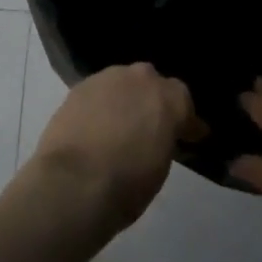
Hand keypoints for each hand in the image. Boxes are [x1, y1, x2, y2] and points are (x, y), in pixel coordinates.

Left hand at [21, 63, 202, 239]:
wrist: (75, 181)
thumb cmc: (128, 183)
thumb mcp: (161, 166)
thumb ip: (164, 139)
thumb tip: (160, 136)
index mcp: (168, 98)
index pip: (183, 101)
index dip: (184, 120)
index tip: (186, 137)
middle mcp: (139, 78)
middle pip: (151, 82)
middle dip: (152, 100)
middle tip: (150, 126)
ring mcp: (106, 78)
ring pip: (122, 83)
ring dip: (125, 99)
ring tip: (120, 124)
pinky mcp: (79, 86)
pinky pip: (98, 92)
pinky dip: (101, 104)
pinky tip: (96, 124)